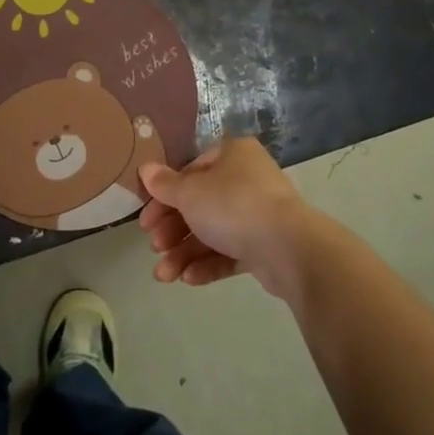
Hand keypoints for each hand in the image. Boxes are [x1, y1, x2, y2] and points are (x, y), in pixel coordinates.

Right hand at [138, 138, 318, 298]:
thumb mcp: (190, 192)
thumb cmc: (233, 206)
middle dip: (173, 230)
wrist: (288, 247)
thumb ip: (165, 184)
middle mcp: (247, 180)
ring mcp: (259, 214)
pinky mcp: (266, 246)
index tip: (145, 221)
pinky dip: (208, 264)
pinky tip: (188, 279)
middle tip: (155, 247)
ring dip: (184, 253)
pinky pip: (230, 252)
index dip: (164, 197)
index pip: (190, 172)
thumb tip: (146, 168)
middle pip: (200, 204)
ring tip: (164, 275)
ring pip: (213, 232)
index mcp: (233, 155)